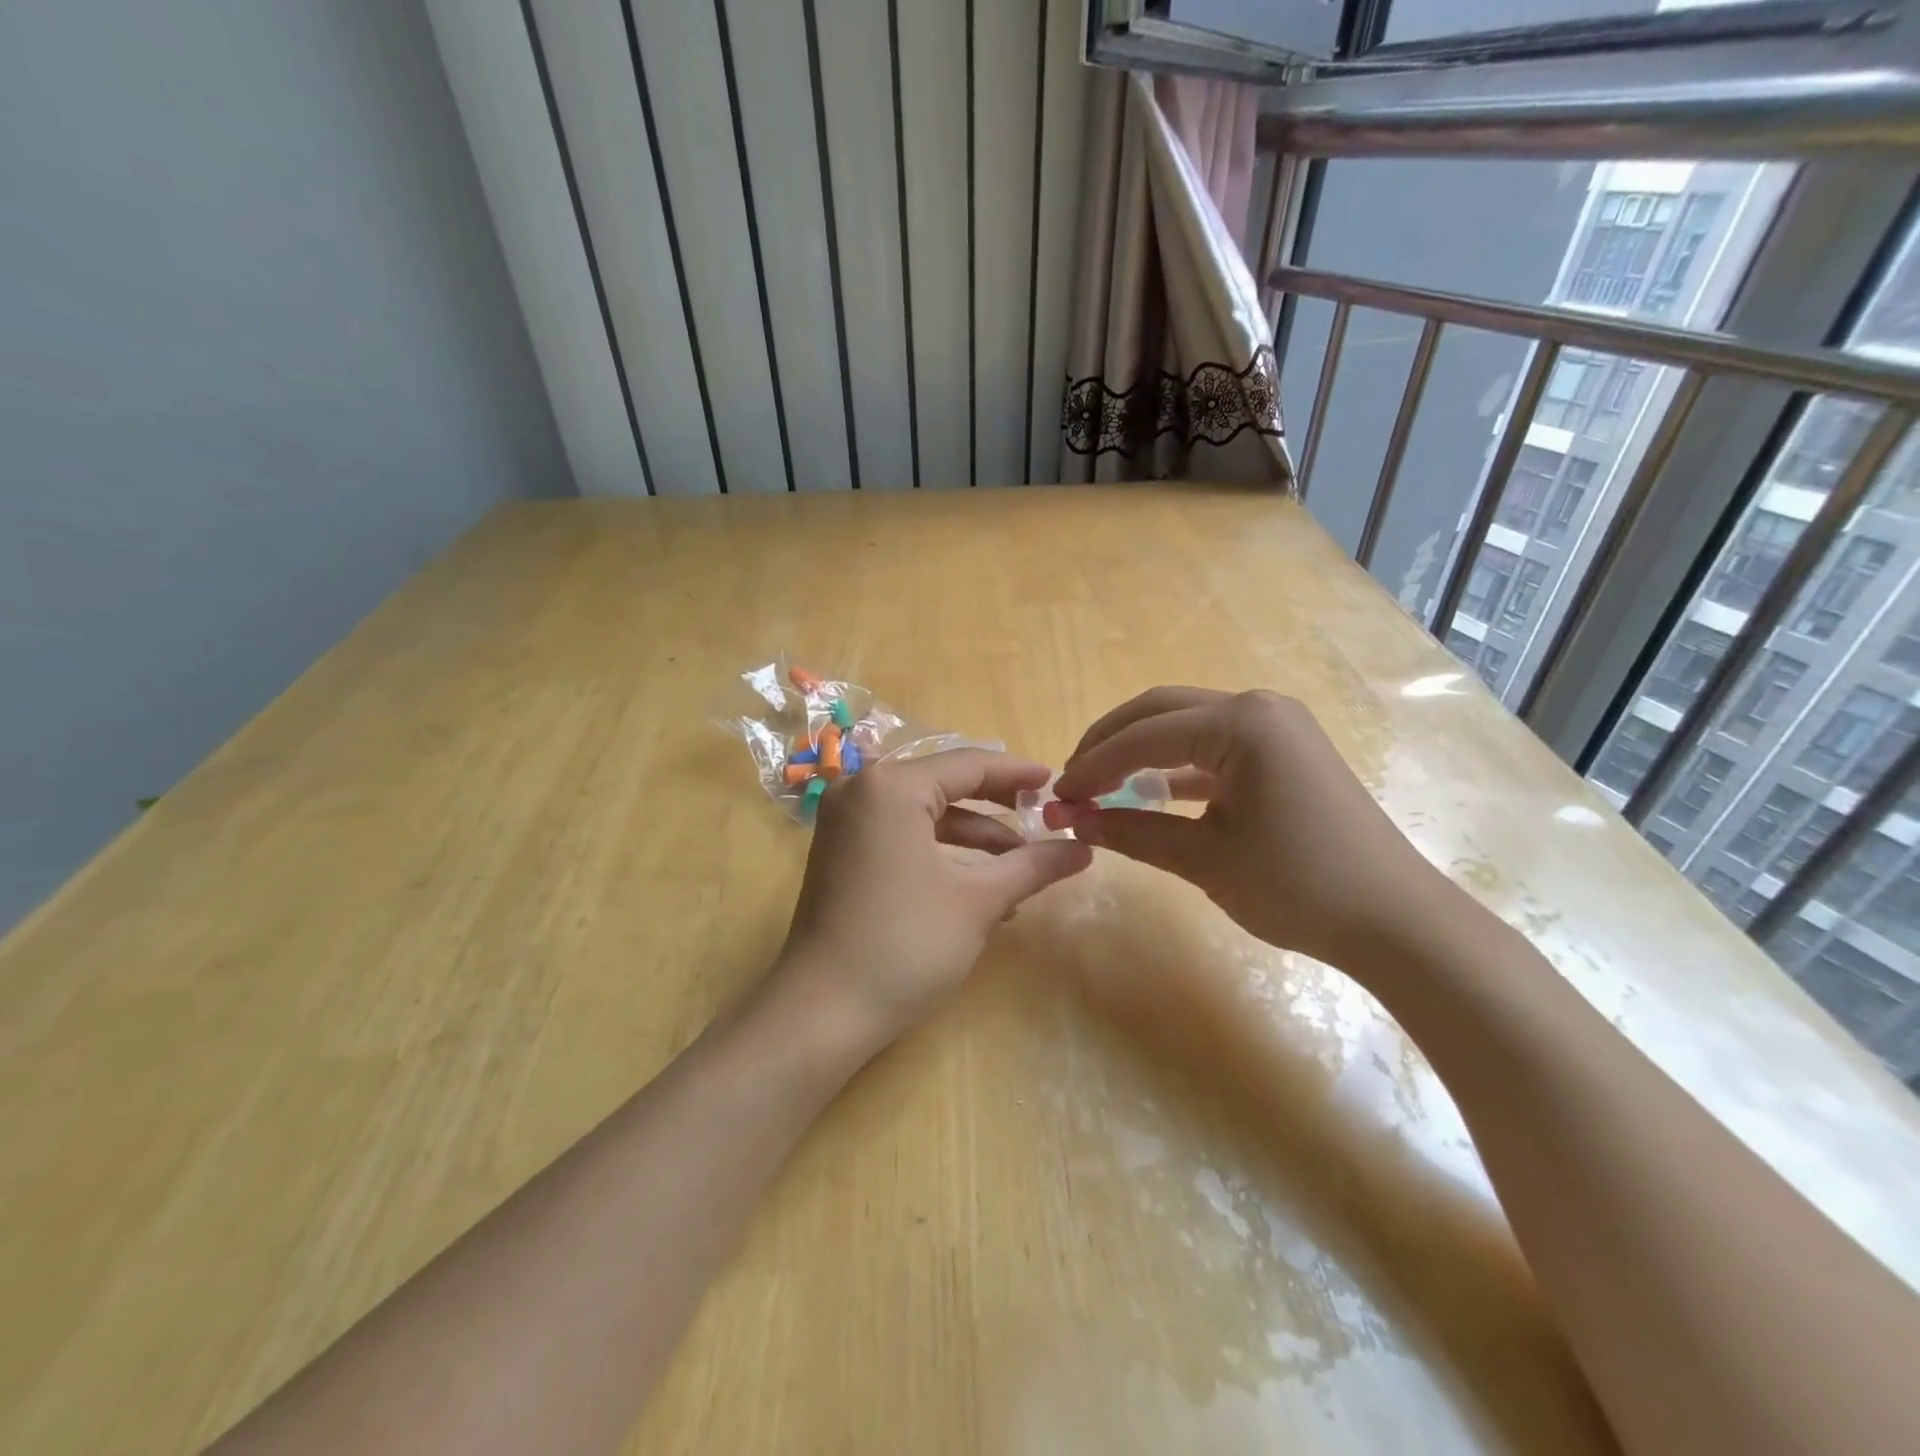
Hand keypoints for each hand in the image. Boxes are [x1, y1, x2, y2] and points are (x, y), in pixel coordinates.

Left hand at [774, 750, 1092, 1053]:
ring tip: (1022, 862)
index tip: (1058, 782)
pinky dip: (942, 851)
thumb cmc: (905, 946)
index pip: (968, 764)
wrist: (822, 1013)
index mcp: (891, 787)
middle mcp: (862, 790)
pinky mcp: (842, 852)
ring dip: (974, 835)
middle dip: (997, 804)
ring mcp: (846, 822)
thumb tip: (1085, 849)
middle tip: (1044, 815)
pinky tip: (981, 883)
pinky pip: (903, 834)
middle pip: (944, 783)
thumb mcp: (978, 902)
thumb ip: (1032, 866)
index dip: (1017, 773)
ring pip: (925, 812)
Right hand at [1051, 688, 1460, 974]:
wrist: (1396, 921)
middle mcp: (1258, 707)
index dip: (1092, 765)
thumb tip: (1075, 822)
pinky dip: (1176, 766)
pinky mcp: (1286, 750)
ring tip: (1101, 785)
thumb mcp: (1205, 859)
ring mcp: (1277, 726)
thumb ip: (1133, 832)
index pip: (1143, 736)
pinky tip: (1150, 793)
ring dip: (1140, 750)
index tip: (1057, 796)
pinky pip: (1214, 745)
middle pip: (1160, 710)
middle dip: (1109, 743)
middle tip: (1072, 781)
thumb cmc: (1299, 886)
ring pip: (1186, 723)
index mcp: (1242, 723)